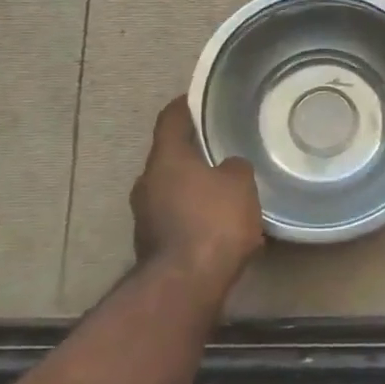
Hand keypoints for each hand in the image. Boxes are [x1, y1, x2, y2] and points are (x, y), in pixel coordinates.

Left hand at [131, 98, 264, 283]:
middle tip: (220, 151)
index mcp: (165, 159)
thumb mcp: (240, 184)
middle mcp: (147, 183)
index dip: (184, 106)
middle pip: (169, 158)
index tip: (197, 99)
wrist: (186, 284)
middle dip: (192, 154)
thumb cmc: (213, 221)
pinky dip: (192, 217)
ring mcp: (144, 217)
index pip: (170, 119)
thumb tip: (227, 167)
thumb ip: (235, 167)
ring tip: (223, 193)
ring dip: (193, 189)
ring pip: (171, 190)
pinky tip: (217, 227)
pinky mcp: (151, 245)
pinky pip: (174, 219)